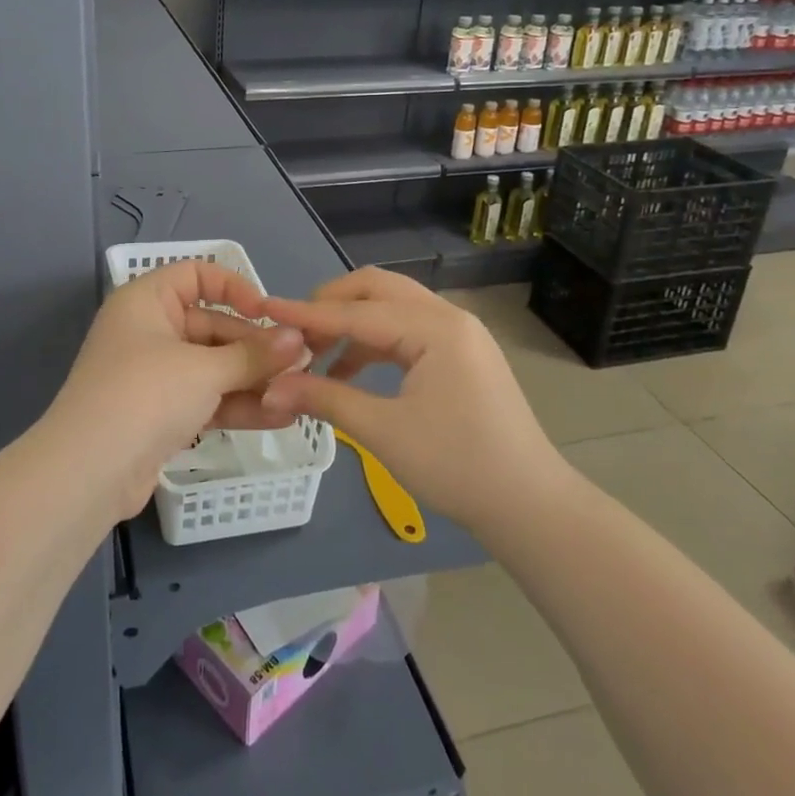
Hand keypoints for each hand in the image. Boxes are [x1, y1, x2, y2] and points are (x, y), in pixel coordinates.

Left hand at [41, 261, 308, 521]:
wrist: (88, 473)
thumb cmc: (145, 395)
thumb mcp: (204, 370)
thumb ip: (254, 355)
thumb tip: (299, 340)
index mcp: (147, 301)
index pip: (196, 275)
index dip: (234, 288)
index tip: (267, 313)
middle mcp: (149, 330)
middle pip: (212, 325)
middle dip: (256, 346)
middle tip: (302, 362)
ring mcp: (155, 375)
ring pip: (213, 367)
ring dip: (253, 379)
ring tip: (300, 391)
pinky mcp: (162, 414)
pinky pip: (207, 399)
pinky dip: (238, 405)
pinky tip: (281, 416)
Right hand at [259, 268, 570, 533]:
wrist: (530, 506)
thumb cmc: (457, 466)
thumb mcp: (383, 431)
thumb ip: (325, 398)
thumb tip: (271, 388)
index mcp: (435, 327)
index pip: (356, 312)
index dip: (306, 313)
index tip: (264, 308)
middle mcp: (448, 317)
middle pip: (376, 289)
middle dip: (331, 305)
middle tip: (295, 333)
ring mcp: (458, 335)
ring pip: (391, 308)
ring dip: (351, 325)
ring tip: (316, 357)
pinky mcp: (460, 355)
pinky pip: (407, 332)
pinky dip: (373, 344)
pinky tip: (349, 373)